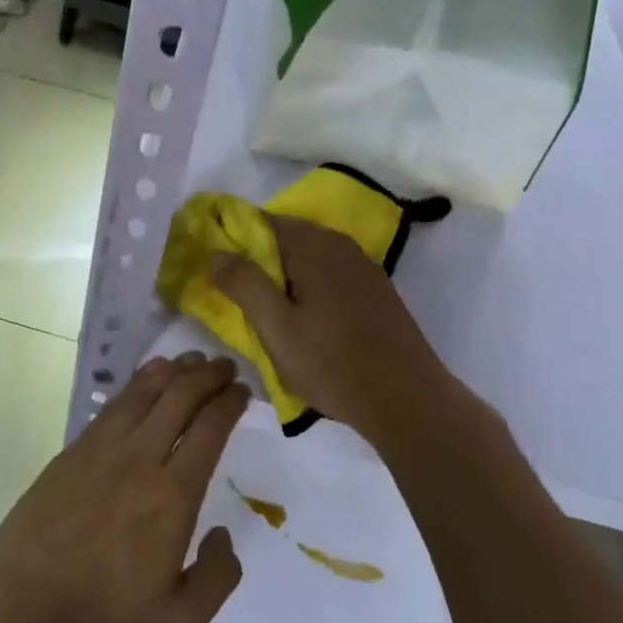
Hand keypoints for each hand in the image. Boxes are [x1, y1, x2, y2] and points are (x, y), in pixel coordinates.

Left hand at [0, 353, 245, 622]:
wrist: (15, 616)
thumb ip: (216, 578)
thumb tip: (223, 535)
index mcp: (172, 497)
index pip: (209, 429)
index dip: (229, 403)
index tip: (243, 391)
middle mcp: (139, 460)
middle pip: (179, 397)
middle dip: (207, 375)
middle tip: (225, 367)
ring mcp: (100, 450)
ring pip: (144, 392)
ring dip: (174, 371)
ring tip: (192, 361)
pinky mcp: (71, 452)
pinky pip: (114, 405)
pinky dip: (138, 384)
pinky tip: (147, 380)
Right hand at [213, 216, 461, 443]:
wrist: (406, 400)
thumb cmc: (332, 363)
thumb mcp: (275, 326)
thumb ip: (243, 283)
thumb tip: (215, 252)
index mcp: (313, 246)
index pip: (262, 222)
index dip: (234, 239)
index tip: (216, 266)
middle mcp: (340, 245)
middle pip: (287, 237)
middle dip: (259, 259)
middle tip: (236, 293)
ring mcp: (364, 267)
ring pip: (310, 258)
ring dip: (284, 275)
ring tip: (266, 310)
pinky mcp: (376, 291)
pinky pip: (330, 275)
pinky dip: (309, 286)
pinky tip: (304, 318)